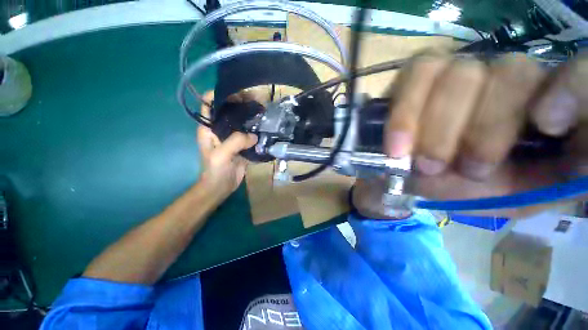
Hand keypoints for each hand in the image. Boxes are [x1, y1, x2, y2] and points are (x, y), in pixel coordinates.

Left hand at [197, 92, 257, 201]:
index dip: (222, 95)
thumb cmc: (215, 171)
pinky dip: (257, 131)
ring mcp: (232, 137)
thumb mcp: (221, 155)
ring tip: (264, 113)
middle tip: (257, 103)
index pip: (210, 103)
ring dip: (251, 117)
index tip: (239, 94)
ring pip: (241, 122)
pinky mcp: (242, 145)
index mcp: (209, 127)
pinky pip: (250, 134)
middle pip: (229, 110)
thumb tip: (254, 135)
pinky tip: (266, 128)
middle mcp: (220, 129)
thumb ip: (235, 142)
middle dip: (241, 104)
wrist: (221, 187)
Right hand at [384, 54, 587, 216]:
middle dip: (479, 128)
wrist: (415, 179)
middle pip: (511, 72)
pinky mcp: (421, 75)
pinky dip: (405, 112)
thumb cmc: (468, 191)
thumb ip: (550, 182)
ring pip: (460, 71)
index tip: (547, 125)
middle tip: (449, 168)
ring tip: (417, 161)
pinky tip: (397, 143)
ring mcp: (461, 70)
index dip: (572, 89)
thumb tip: (573, 151)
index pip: (579, 75)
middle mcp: (508, 79)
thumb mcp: (515, 197)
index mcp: (544, 111)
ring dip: (435, 124)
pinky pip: (416, 74)